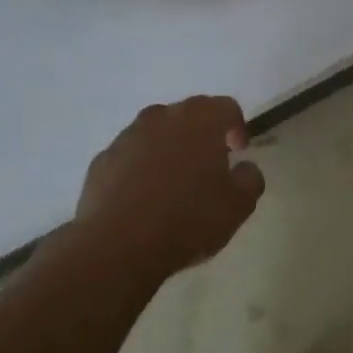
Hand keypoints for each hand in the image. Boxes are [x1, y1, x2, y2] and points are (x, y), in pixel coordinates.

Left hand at [73, 96, 265, 277]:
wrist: (118, 244)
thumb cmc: (189, 219)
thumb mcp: (239, 205)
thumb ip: (250, 179)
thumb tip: (245, 168)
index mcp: (200, 119)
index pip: (227, 107)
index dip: (237, 127)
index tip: (239, 152)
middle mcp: (162, 117)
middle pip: (189, 115)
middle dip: (202, 135)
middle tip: (209, 166)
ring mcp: (127, 136)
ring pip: (156, 134)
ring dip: (169, 150)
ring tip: (174, 185)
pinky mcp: (102, 160)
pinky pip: (130, 156)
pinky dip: (141, 168)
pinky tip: (144, 200)